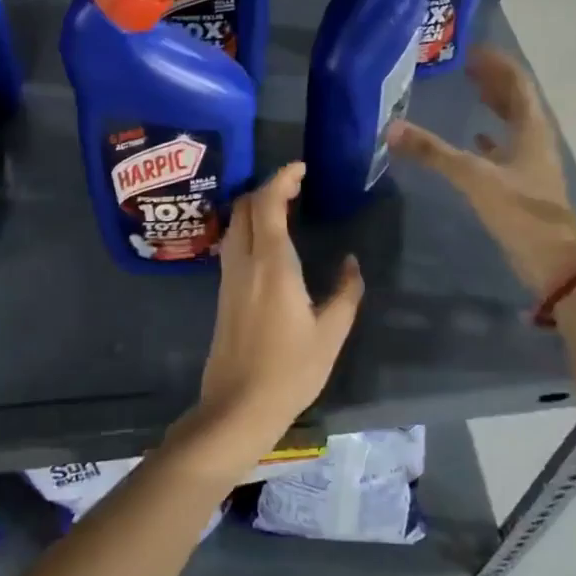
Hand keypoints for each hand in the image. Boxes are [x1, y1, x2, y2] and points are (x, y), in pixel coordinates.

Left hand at [166, 162, 363, 479]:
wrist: (237, 407)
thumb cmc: (290, 371)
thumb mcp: (331, 334)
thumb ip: (345, 293)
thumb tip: (352, 263)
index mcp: (273, 265)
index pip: (268, 204)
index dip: (282, 179)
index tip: (300, 168)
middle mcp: (245, 262)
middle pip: (244, 207)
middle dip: (267, 187)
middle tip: (296, 185)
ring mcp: (228, 277)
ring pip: (234, 224)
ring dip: (255, 207)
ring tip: (284, 207)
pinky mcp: (223, 293)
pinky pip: (232, 244)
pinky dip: (249, 227)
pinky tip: (268, 242)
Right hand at [388, 47, 575, 295]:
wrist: (552, 260)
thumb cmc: (520, 212)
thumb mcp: (474, 178)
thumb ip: (433, 152)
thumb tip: (392, 128)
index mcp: (531, 129)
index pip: (517, 83)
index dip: (497, 64)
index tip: (472, 49)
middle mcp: (535, 139)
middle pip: (517, 99)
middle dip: (493, 80)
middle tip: (465, 66)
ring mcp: (532, 162)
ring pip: (514, 122)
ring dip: (495, 104)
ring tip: (470, 90)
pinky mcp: (525, 183)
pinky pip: (508, 148)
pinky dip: (492, 137)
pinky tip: (477, 138)